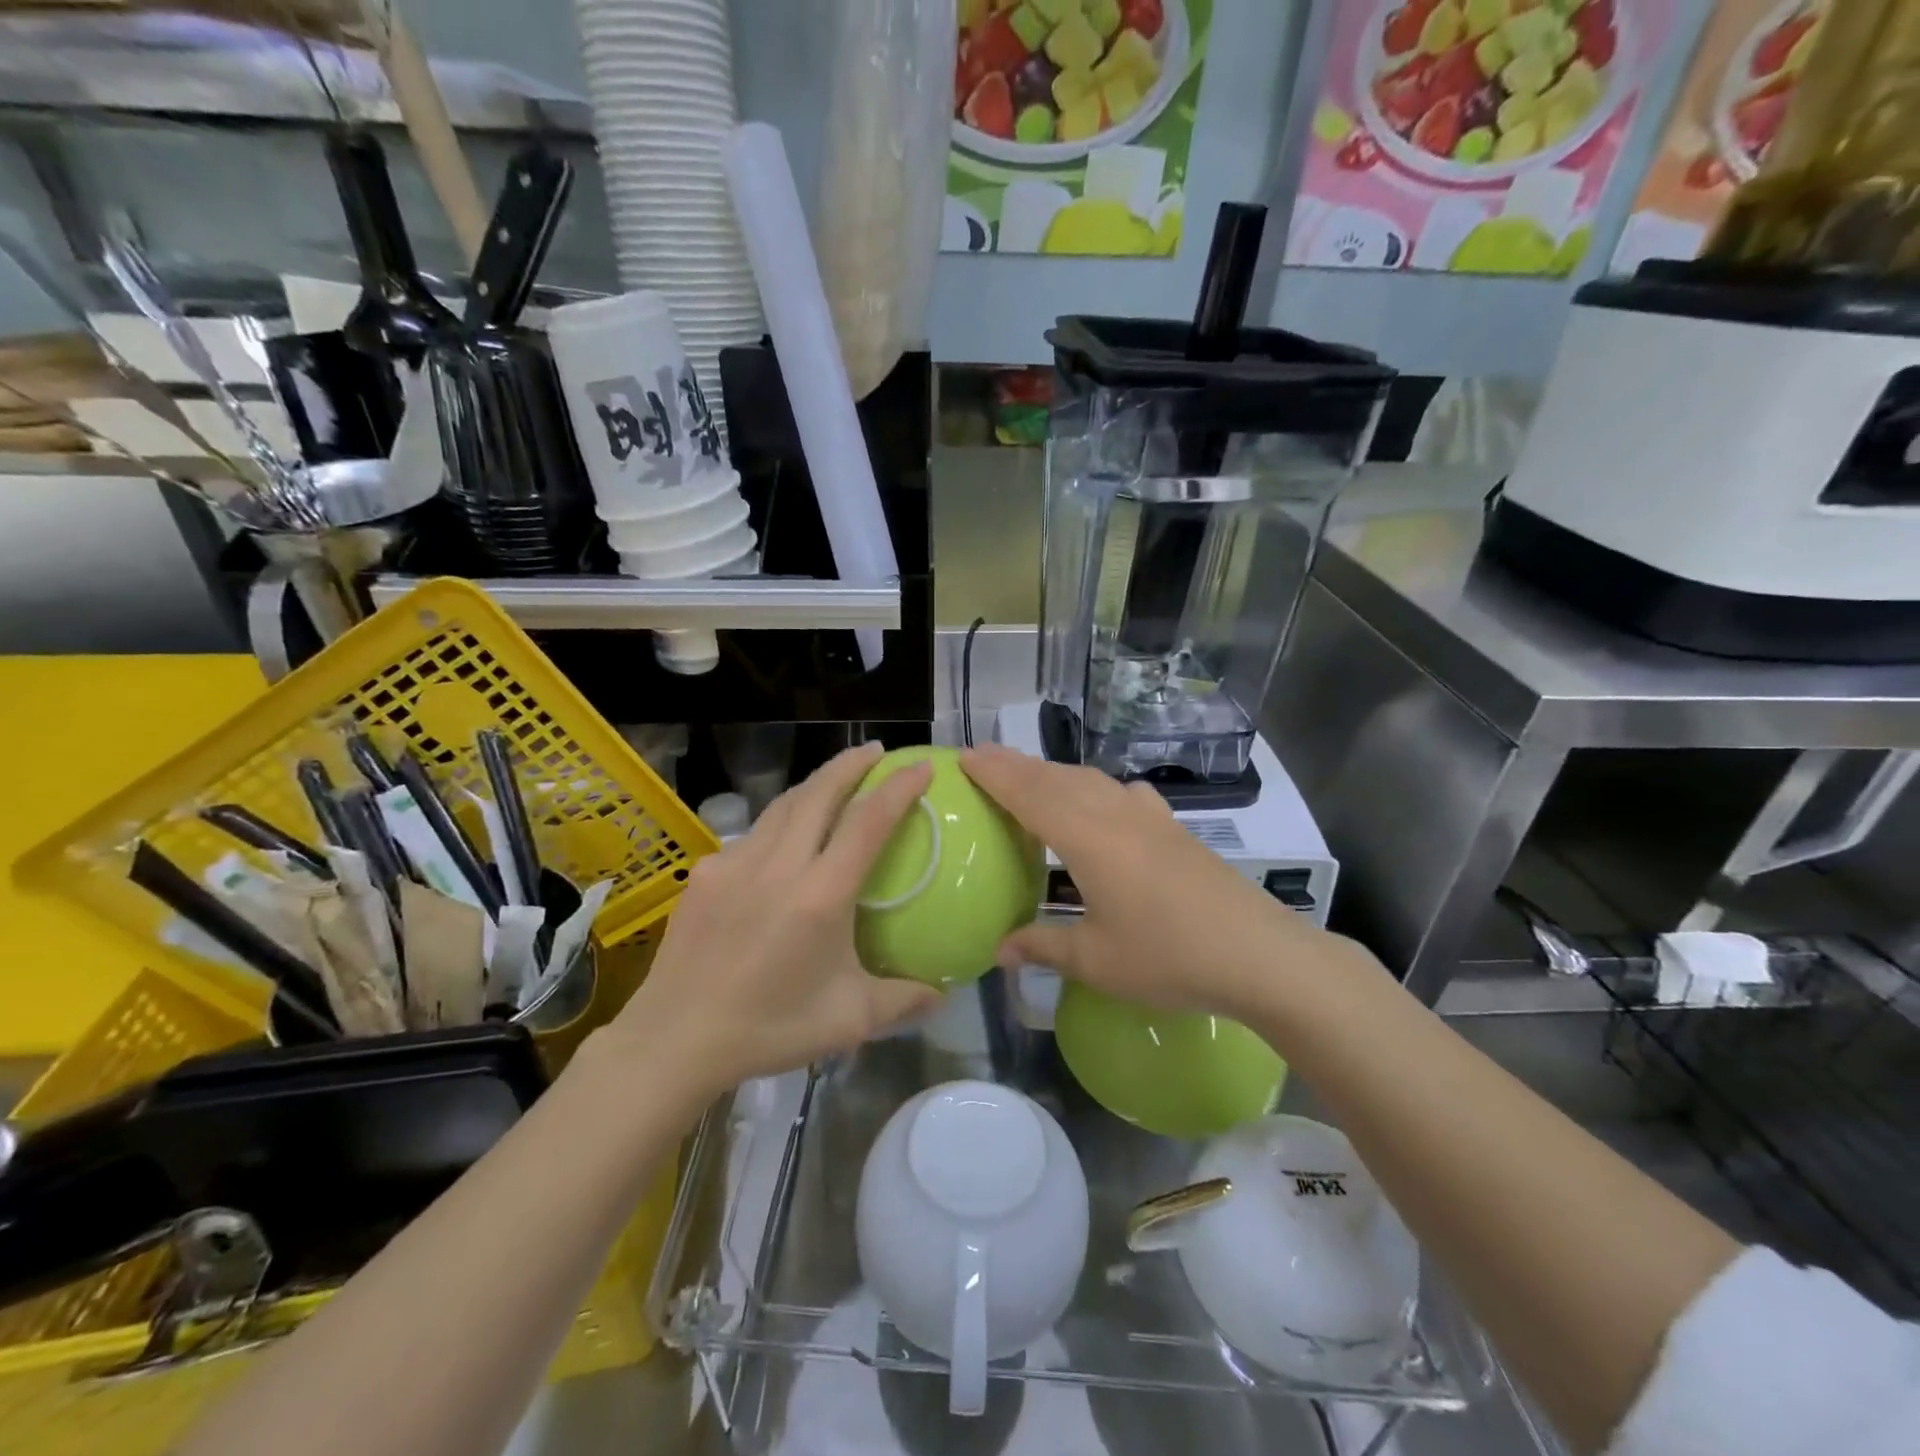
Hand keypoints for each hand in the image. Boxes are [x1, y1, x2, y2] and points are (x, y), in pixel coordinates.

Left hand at [613, 744, 942, 1094]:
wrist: (674, 1038)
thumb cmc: (768, 1028)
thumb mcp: (848, 1020)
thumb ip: (903, 999)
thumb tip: (944, 992)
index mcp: (820, 894)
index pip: (868, 822)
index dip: (898, 788)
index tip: (920, 766)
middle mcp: (779, 865)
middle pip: (820, 792)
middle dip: (851, 763)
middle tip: (875, 751)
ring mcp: (737, 862)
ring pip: (784, 805)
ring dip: (816, 784)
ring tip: (836, 779)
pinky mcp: (708, 872)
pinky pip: (754, 833)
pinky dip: (781, 821)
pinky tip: (785, 840)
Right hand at [961, 744, 1333, 1017]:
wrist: (1258, 953)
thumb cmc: (1169, 957)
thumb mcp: (1097, 960)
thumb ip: (1044, 946)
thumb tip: (998, 951)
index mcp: (1087, 839)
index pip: (1030, 794)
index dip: (995, 774)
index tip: (964, 757)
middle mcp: (1115, 814)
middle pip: (1057, 778)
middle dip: (1017, 765)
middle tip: (983, 758)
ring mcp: (1149, 817)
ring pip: (1090, 780)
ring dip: (1054, 773)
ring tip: (1030, 777)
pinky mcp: (1174, 828)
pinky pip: (1122, 793)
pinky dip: (1095, 788)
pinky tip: (1103, 802)